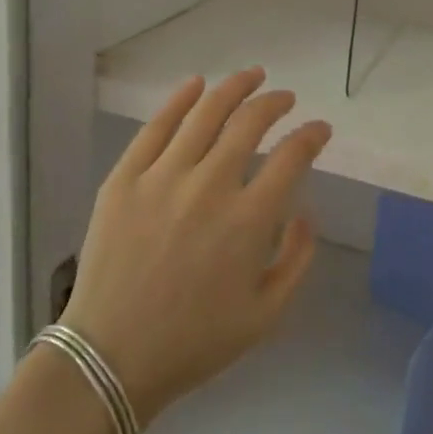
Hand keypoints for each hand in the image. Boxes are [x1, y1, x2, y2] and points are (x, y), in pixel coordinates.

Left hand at [62, 68, 331, 425]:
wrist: (112, 358)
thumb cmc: (195, 342)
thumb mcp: (266, 315)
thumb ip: (297, 259)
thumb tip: (305, 211)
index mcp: (248, 222)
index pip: (291, 157)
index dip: (312, 135)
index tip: (320, 129)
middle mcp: (209, 188)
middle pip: (249, 123)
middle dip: (275, 103)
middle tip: (285, 97)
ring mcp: (162, 178)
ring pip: (205, 114)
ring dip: (234, 88)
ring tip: (252, 75)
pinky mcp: (124, 179)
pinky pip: (155, 127)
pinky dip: (179, 100)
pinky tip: (196, 84)